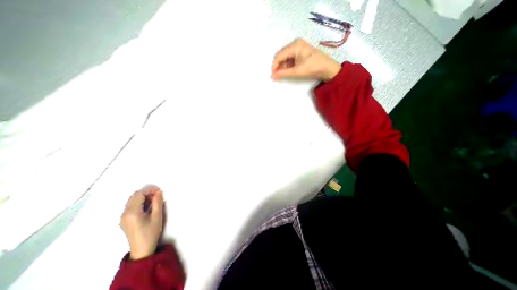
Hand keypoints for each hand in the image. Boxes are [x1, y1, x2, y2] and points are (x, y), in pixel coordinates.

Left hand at [120, 184, 163, 258]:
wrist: (142, 250)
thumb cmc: (151, 232)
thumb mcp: (157, 216)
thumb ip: (157, 202)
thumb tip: (159, 191)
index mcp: (132, 212)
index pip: (139, 194)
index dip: (150, 190)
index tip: (160, 192)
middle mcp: (124, 213)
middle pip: (134, 196)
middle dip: (147, 193)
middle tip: (158, 196)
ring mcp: (123, 217)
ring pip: (132, 200)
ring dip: (143, 197)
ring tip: (154, 201)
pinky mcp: (124, 220)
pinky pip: (131, 206)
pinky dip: (140, 203)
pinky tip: (148, 207)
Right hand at [271, 37, 341, 81]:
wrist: (327, 68)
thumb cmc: (312, 68)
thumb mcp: (296, 71)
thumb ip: (283, 73)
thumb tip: (272, 76)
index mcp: (294, 45)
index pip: (279, 55)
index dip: (274, 66)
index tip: (272, 75)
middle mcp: (295, 43)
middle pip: (281, 55)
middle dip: (278, 65)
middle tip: (276, 76)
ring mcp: (298, 46)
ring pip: (285, 57)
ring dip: (282, 66)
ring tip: (281, 75)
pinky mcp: (300, 51)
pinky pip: (290, 58)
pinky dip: (287, 65)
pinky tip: (287, 71)